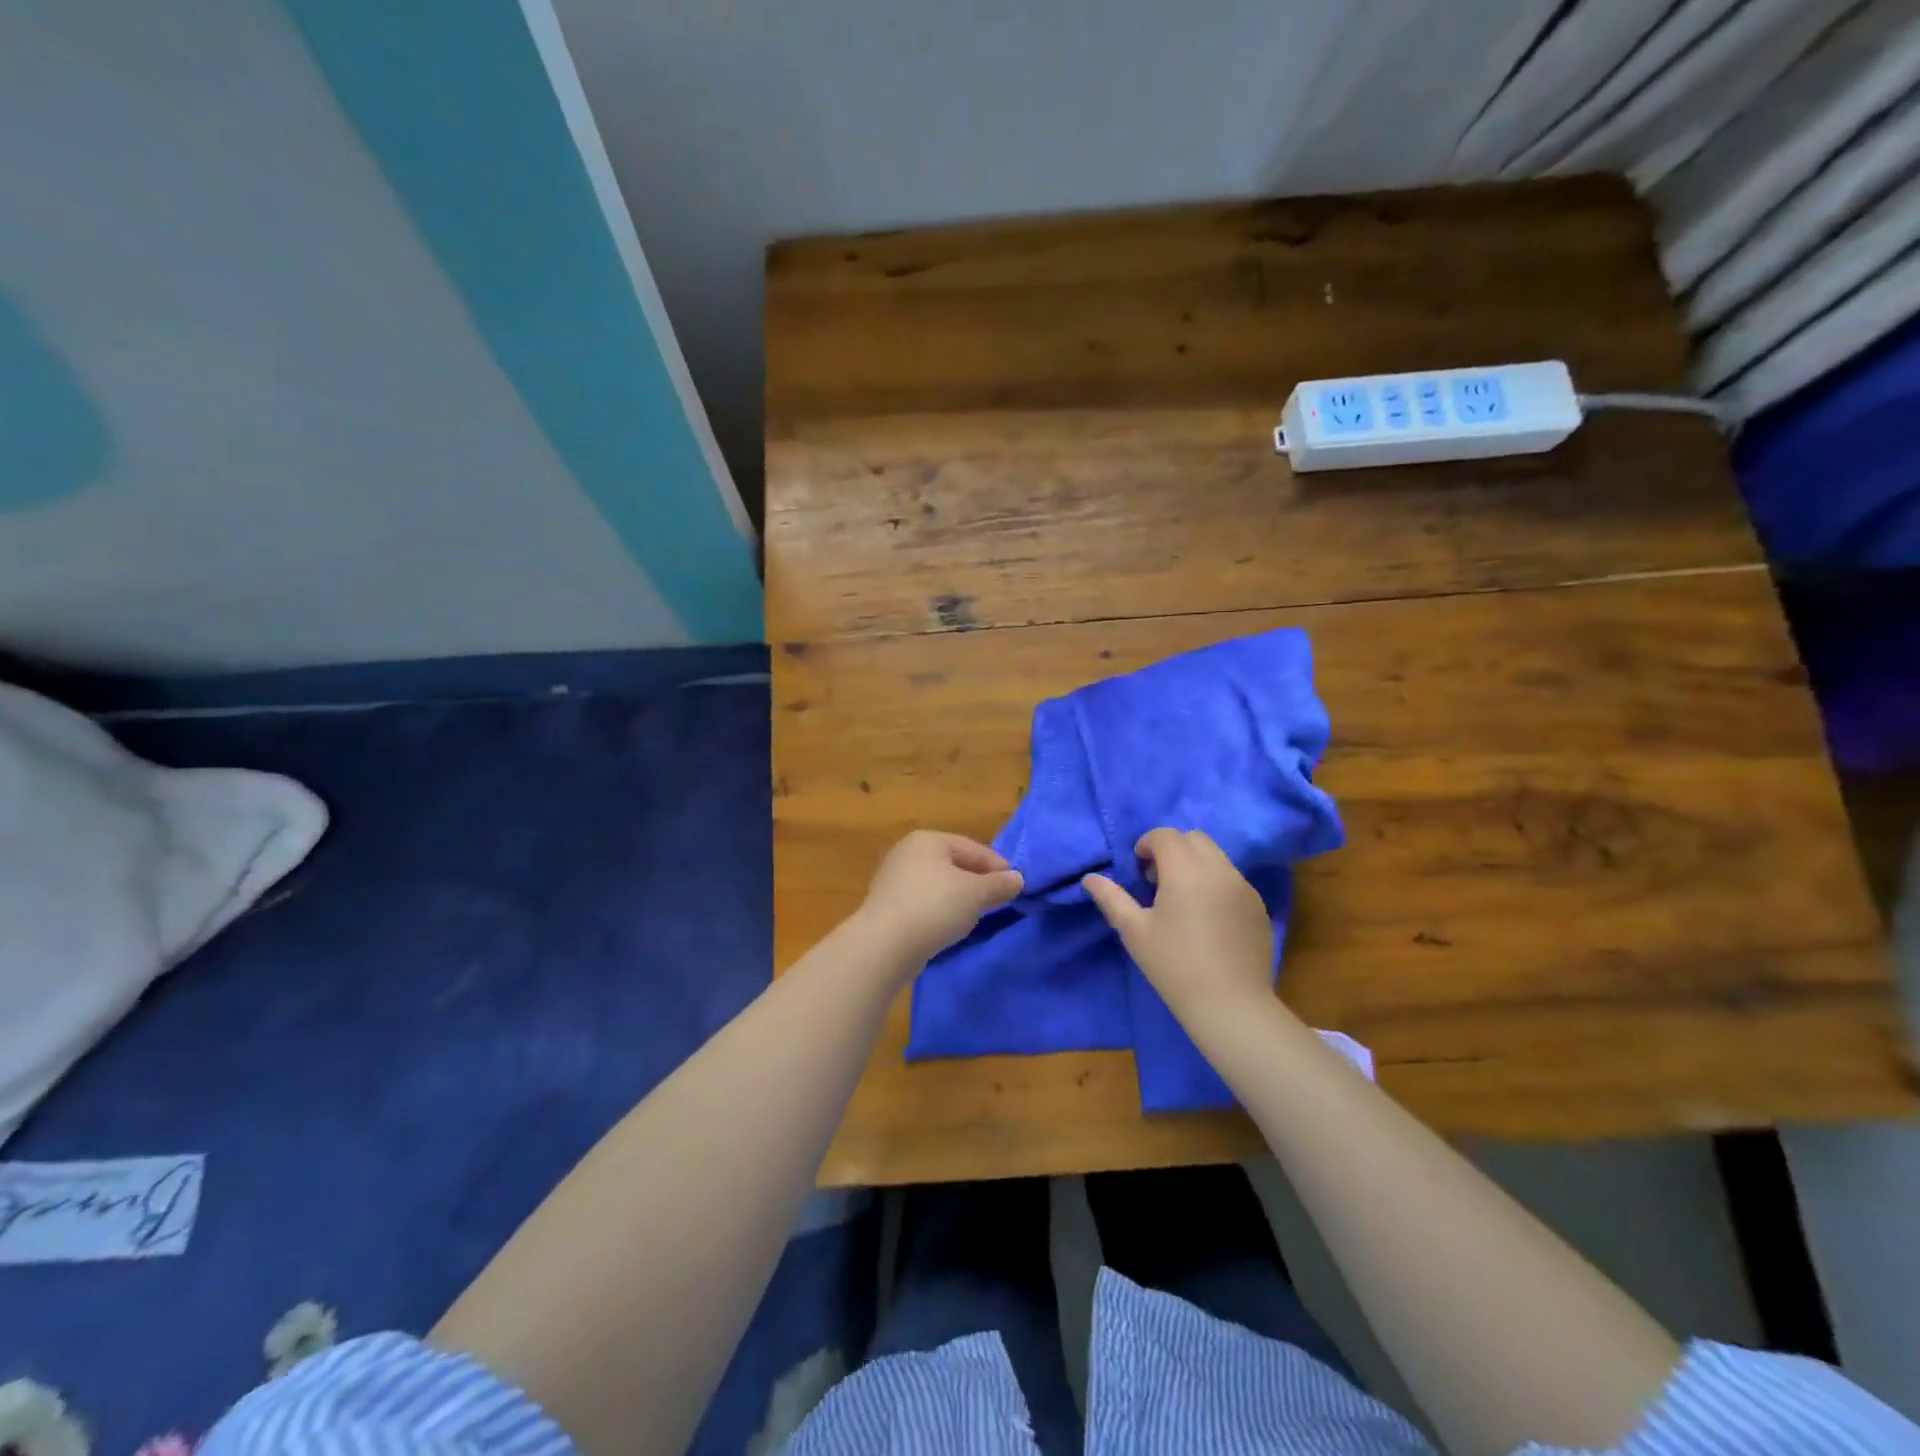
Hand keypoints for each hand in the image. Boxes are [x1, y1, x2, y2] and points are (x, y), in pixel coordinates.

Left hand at [858, 830, 1023, 963]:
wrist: (884, 945)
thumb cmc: (934, 907)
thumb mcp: (976, 894)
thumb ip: (999, 885)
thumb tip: (1017, 879)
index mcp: (928, 840)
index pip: (972, 847)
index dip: (997, 866)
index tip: (1015, 886)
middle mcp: (907, 852)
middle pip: (954, 863)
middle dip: (977, 881)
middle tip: (998, 900)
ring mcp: (893, 879)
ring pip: (938, 884)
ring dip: (958, 897)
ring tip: (976, 916)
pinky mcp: (886, 906)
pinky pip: (923, 902)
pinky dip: (939, 910)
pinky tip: (948, 927)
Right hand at [1083, 829, 1273, 1025]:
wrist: (1230, 1005)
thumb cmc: (1174, 966)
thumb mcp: (1134, 931)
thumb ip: (1111, 898)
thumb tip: (1090, 879)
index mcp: (1186, 870)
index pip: (1165, 836)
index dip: (1147, 844)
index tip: (1138, 870)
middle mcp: (1219, 870)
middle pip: (1194, 838)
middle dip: (1173, 849)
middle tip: (1157, 881)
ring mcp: (1244, 887)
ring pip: (1216, 857)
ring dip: (1195, 864)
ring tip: (1182, 900)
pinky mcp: (1258, 906)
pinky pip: (1233, 879)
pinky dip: (1215, 883)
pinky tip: (1207, 918)